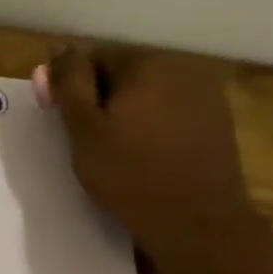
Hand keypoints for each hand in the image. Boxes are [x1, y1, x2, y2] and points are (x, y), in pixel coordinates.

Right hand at [35, 45, 257, 253]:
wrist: (197, 221)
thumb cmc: (130, 175)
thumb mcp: (84, 130)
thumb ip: (68, 86)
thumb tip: (56, 51)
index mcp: (145, 63)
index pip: (93, 58)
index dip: (71, 88)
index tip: (64, 123)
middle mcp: (180, 66)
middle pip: (123, 72)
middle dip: (101, 98)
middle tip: (87, 141)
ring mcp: (205, 92)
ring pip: (147, 92)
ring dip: (126, 111)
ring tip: (116, 150)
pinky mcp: (216, 119)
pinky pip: (170, 110)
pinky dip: (152, 124)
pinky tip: (146, 154)